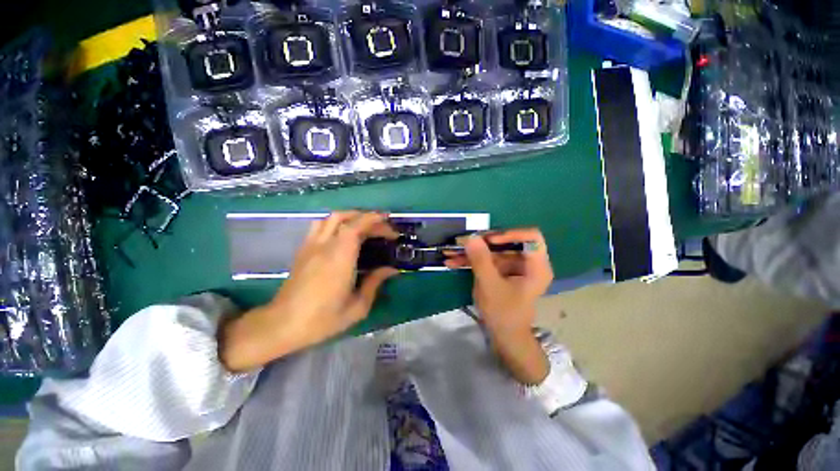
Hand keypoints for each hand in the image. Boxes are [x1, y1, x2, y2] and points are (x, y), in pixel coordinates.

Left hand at [219, 212, 398, 371]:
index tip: (389, 225)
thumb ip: (375, 283)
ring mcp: (311, 246)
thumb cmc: (322, 319)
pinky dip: (336, 223)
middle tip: (382, 229)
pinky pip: (320, 226)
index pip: (356, 226)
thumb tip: (391, 269)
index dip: (374, 220)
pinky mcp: (303, 250)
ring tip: (365, 226)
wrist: (282, 325)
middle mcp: (324, 246)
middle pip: (345, 218)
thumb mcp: (357, 307)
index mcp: (339, 259)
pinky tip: (344, 235)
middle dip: (367, 218)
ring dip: (350, 216)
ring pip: (330, 218)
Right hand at [445, 228, 553, 384]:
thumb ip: (481, 261)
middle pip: (506, 242)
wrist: (504, 336)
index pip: (531, 237)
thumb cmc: (504, 314)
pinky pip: (487, 260)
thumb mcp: (490, 286)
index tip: (489, 240)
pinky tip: (453, 261)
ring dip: (471, 252)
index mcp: (536, 266)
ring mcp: (512, 266)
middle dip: (481, 243)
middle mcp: (527, 262)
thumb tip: (471, 237)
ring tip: (450, 252)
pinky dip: (471, 260)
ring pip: (492, 251)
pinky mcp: (501, 271)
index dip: (510, 234)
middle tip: (462, 244)